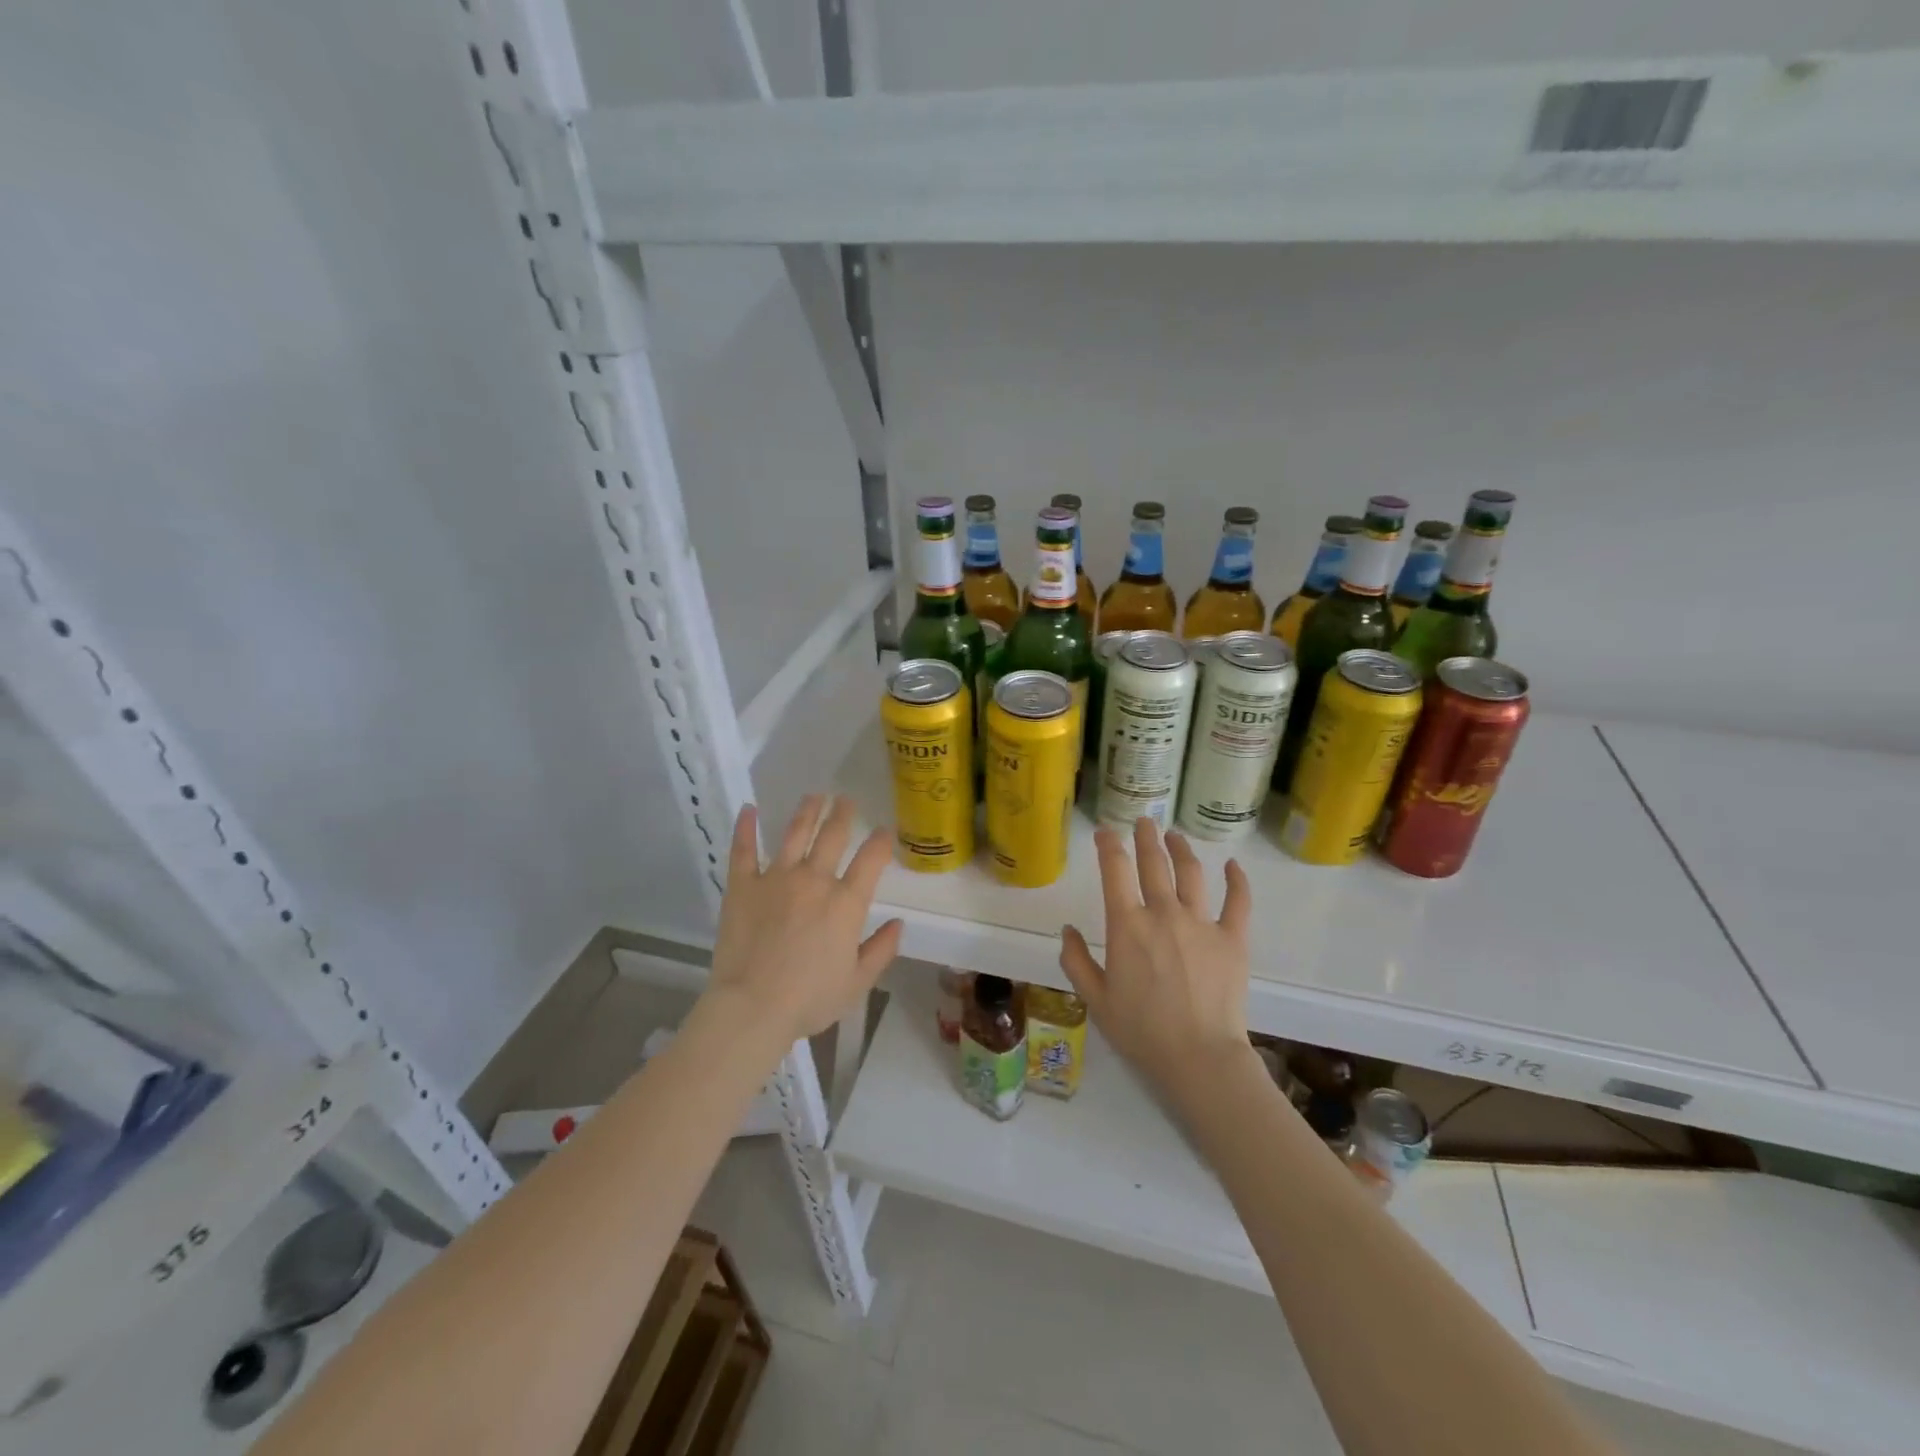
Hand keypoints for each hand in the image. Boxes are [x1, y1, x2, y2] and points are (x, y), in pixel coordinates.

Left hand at [705, 795, 903, 1048]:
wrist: (752, 1007)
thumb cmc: (809, 999)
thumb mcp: (857, 982)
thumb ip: (880, 950)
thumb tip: (899, 924)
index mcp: (846, 903)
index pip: (871, 859)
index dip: (881, 841)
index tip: (884, 831)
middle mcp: (815, 880)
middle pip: (833, 836)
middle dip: (842, 814)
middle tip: (845, 799)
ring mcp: (776, 879)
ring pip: (795, 834)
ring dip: (807, 812)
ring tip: (814, 796)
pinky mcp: (743, 886)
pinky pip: (743, 850)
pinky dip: (745, 828)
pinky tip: (748, 809)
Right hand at [1059, 819, 1253, 1095]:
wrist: (1199, 1057)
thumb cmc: (1142, 1031)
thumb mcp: (1095, 999)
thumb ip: (1076, 961)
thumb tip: (1068, 930)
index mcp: (1127, 925)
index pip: (1114, 870)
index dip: (1108, 845)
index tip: (1105, 833)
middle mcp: (1163, 913)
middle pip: (1154, 863)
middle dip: (1145, 837)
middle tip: (1143, 822)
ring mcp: (1201, 922)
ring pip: (1191, 873)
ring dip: (1181, 849)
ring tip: (1175, 836)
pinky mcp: (1233, 938)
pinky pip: (1237, 901)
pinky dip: (1236, 880)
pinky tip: (1232, 865)